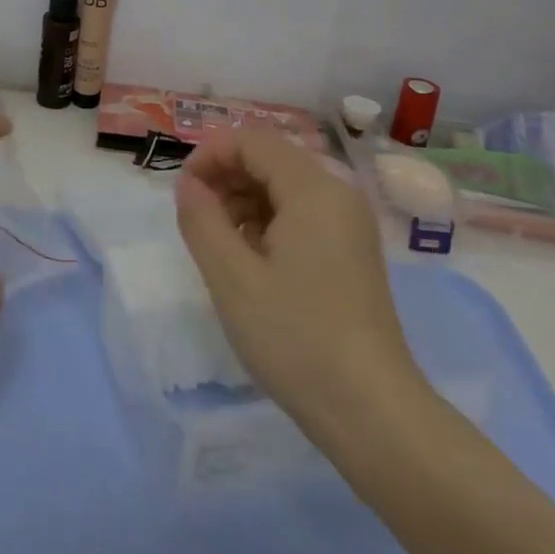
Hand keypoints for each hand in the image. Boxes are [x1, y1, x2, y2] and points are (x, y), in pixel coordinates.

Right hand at [175, 132, 423, 425]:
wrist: (371, 412)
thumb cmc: (295, 338)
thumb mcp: (231, 277)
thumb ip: (201, 218)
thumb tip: (188, 183)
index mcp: (314, 189)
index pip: (252, 141)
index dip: (210, 156)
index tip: (183, 194)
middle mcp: (338, 194)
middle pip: (270, 159)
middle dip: (226, 178)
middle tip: (197, 221)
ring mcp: (349, 224)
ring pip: (284, 186)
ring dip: (244, 201)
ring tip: (221, 245)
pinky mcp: (351, 251)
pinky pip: (301, 213)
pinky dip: (268, 222)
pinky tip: (251, 261)